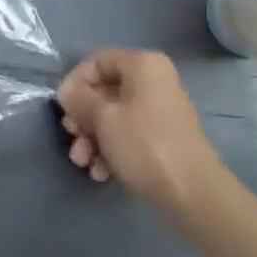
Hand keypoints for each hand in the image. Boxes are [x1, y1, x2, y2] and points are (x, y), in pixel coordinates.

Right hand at [57, 50, 223, 224]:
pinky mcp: (163, 139)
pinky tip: (101, 173)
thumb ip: (79, 99)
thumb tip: (66, 91)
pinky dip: (112, 150)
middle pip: (104, 91)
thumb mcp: (104, 118)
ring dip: (93, 138)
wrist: (194, 196)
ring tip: (83, 162)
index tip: (63, 107)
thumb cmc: (145, 145)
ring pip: (114, 116)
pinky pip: (129, 135)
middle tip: (72, 137)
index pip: (97, 61)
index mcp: (143, 65)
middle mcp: (153, 82)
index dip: (75, 82)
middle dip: (83, 117)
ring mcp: (160, 111)